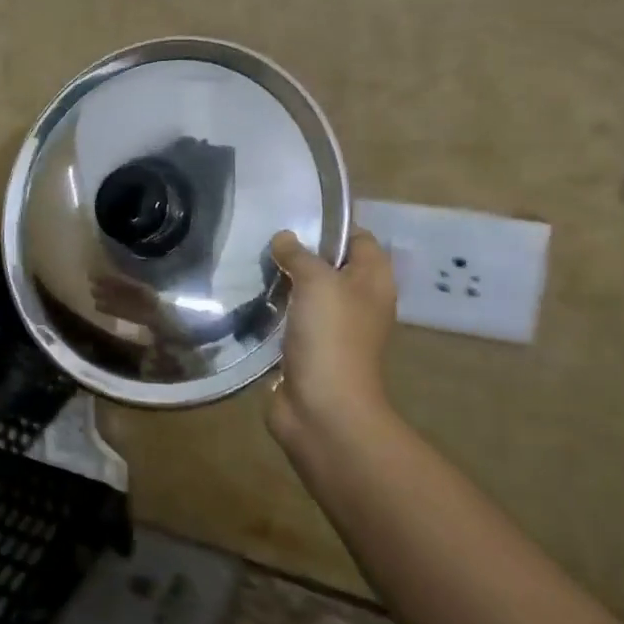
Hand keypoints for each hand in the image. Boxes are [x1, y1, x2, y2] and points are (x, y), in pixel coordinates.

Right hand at [267, 228, 396, 450]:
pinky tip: (250, 298)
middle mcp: (358, 302)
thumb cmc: (331, 337)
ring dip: (284, 281)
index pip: (359, 239)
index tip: (295, 215)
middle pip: (331, 265)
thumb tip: (283, 238)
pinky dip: (274, 309)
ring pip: (308, 293)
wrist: (323, 409)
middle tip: (264, 237)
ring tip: (251, 262)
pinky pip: (291, 319)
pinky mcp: (308, 350)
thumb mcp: (317, 281)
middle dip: (301, 252)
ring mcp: (333, 328)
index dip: (332, 225)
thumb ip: (299, 254)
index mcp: (372, 281)